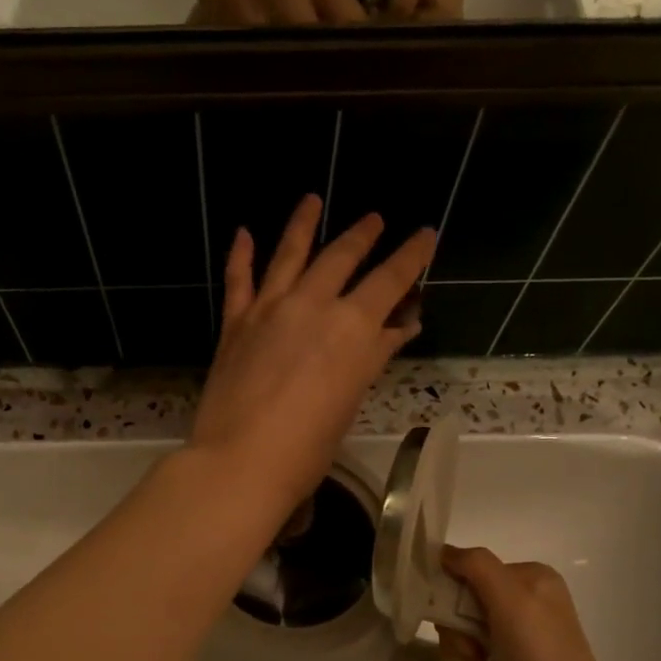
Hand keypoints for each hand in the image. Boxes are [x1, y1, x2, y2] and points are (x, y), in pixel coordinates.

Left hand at [191, 194, 433, 511]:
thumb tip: (400, 325)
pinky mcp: (235, 323)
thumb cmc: (308, 445)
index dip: (412, 255)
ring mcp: (269, 309)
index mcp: (352, 327)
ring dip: (303, 224)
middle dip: (362, 236)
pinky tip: (243, 233)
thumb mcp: (351, 399)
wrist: (241, 460)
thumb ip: (374, 355)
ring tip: (312, 199)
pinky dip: (241, 254)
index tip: (425, 234)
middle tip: (374, 220)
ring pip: (289, 254)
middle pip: (342, 257)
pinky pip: (238, 279)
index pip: (390, 279)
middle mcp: (312, 304)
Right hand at [438, 547, 638, 660]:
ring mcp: (517, 634)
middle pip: (464, 595)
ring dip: (459, 642)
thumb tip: (443, 550)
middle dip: (456, 619)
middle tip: (471, 643)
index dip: (454, 587)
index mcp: (532, 577)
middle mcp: (526, 600)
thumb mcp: (512, 600)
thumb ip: (477, 565)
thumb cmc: (542, 658)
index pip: (472, 566)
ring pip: (462, 624)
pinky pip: (469, 647)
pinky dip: (466, 658)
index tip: (452, 611)